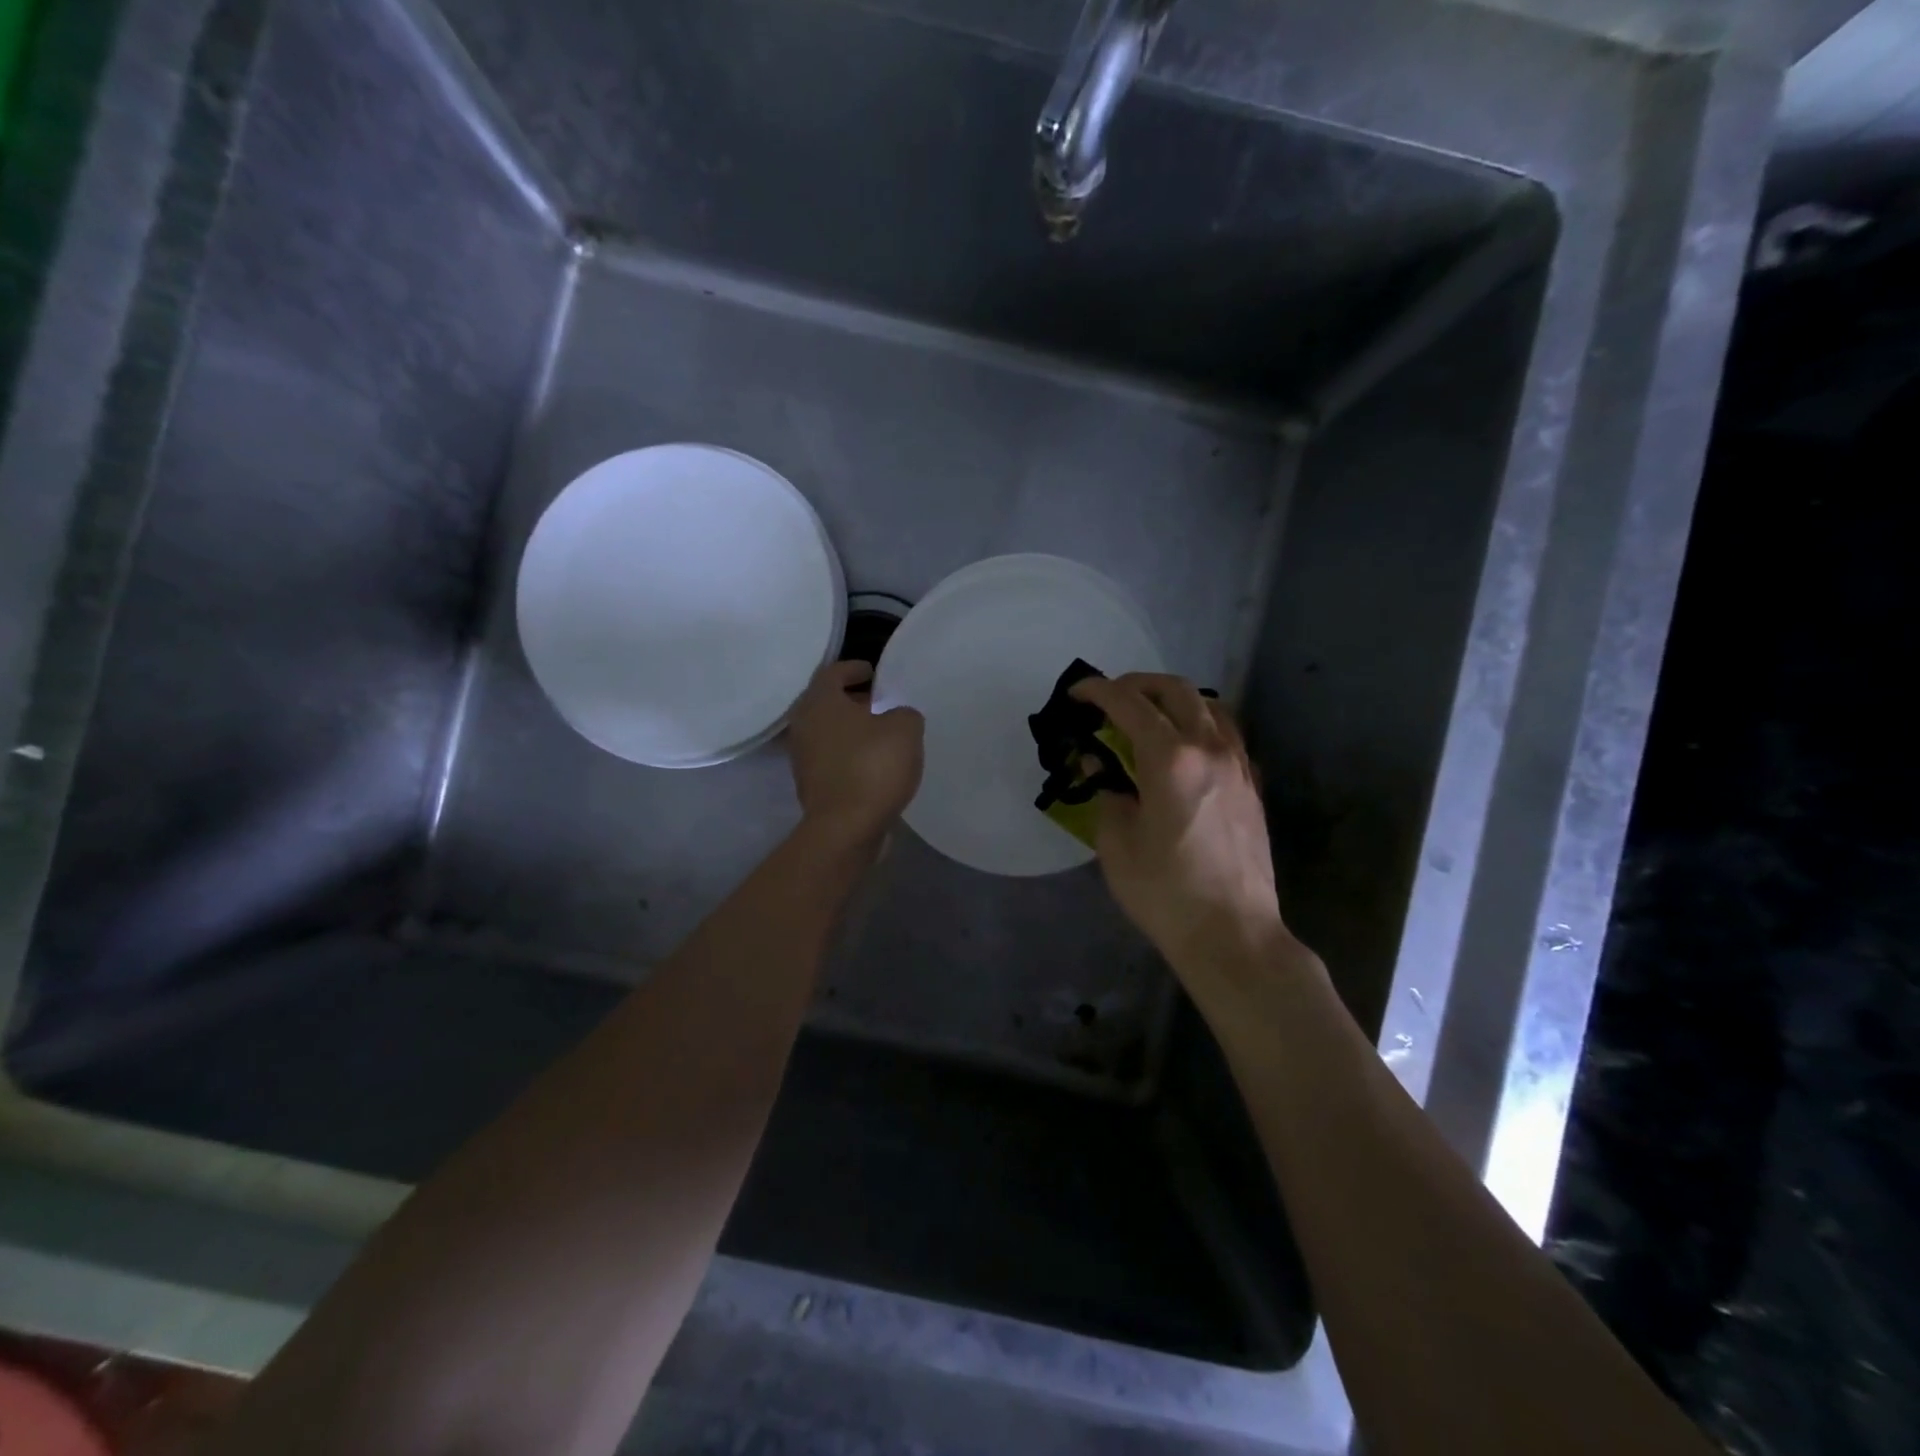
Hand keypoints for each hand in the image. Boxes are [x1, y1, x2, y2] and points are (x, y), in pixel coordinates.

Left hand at [786, 660, 923, 850]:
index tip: (872, 671)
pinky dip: (848, 753)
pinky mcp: (810, 784)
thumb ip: (904, 713)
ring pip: (826, 731)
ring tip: (879, 732)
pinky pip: (830, 757)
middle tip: (878, 700)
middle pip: (825, 702)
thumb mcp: (905, 729)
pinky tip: (872, 762)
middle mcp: (803, 725)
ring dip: (849, 728)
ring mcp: (802, 757)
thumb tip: (897, 717)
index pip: (832, 672)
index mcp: (820, 702)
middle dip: (851, 699)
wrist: (846, 828)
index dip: (853, 668)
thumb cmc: (873, 767)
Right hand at [1070, 673, 1287, 967]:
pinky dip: (1199, 723)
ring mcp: (1237, 764)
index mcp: (1170, 759)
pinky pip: (1226, 733)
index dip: (1097, 691)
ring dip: (1173, 700)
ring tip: (1148, 717)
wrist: (1232, 933)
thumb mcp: (1116, 843)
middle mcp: (1208, 748)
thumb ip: (1106, 792)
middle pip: (1175, 690)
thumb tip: (1098, 765)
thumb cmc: (1164, 892)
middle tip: (1110, 700)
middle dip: (1137, 684)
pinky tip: (1183, 748)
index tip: (1077, 694)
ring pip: (1209, 705)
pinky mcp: (1251, 785)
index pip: (1129, 704)